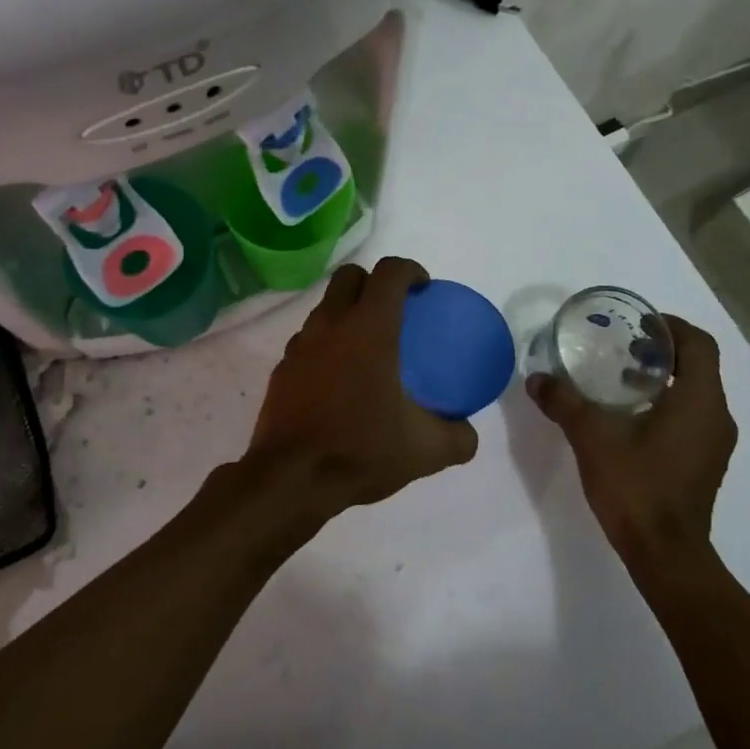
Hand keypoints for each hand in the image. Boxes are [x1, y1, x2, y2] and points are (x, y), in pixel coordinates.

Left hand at [246, 257, 478, 526]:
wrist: (290, 479)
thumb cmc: (360, 450)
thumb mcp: (424, 450)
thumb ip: (456, 437)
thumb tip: (467, 433)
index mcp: (369, 328)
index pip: (389, 272)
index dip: (410, 270)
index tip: (424, 288)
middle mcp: (331, 324)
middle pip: (349, 276)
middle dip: (372, 281)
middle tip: (394, 310)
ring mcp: (300, 344)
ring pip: (324, 307)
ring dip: (346, 312)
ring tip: (367, 347)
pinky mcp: (282, 369)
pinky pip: (308, 340)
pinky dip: (326, 344)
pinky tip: (339, 379)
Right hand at [527, 314, 735, 560]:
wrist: (665, 555)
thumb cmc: (636, 487)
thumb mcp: (592, 438)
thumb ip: (564, 402)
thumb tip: (536, 379)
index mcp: (699, 401)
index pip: (698, 344)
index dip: (671, 326)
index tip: (637, 324)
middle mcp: (716, 417)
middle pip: (698, 365)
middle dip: (662, 350)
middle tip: (621, 346)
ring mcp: (714, 443)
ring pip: (695, 392)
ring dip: (663, 377)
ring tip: (619, 378)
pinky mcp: (704, 462)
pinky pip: (691, 416)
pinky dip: (666, 402)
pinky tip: (628, 416)